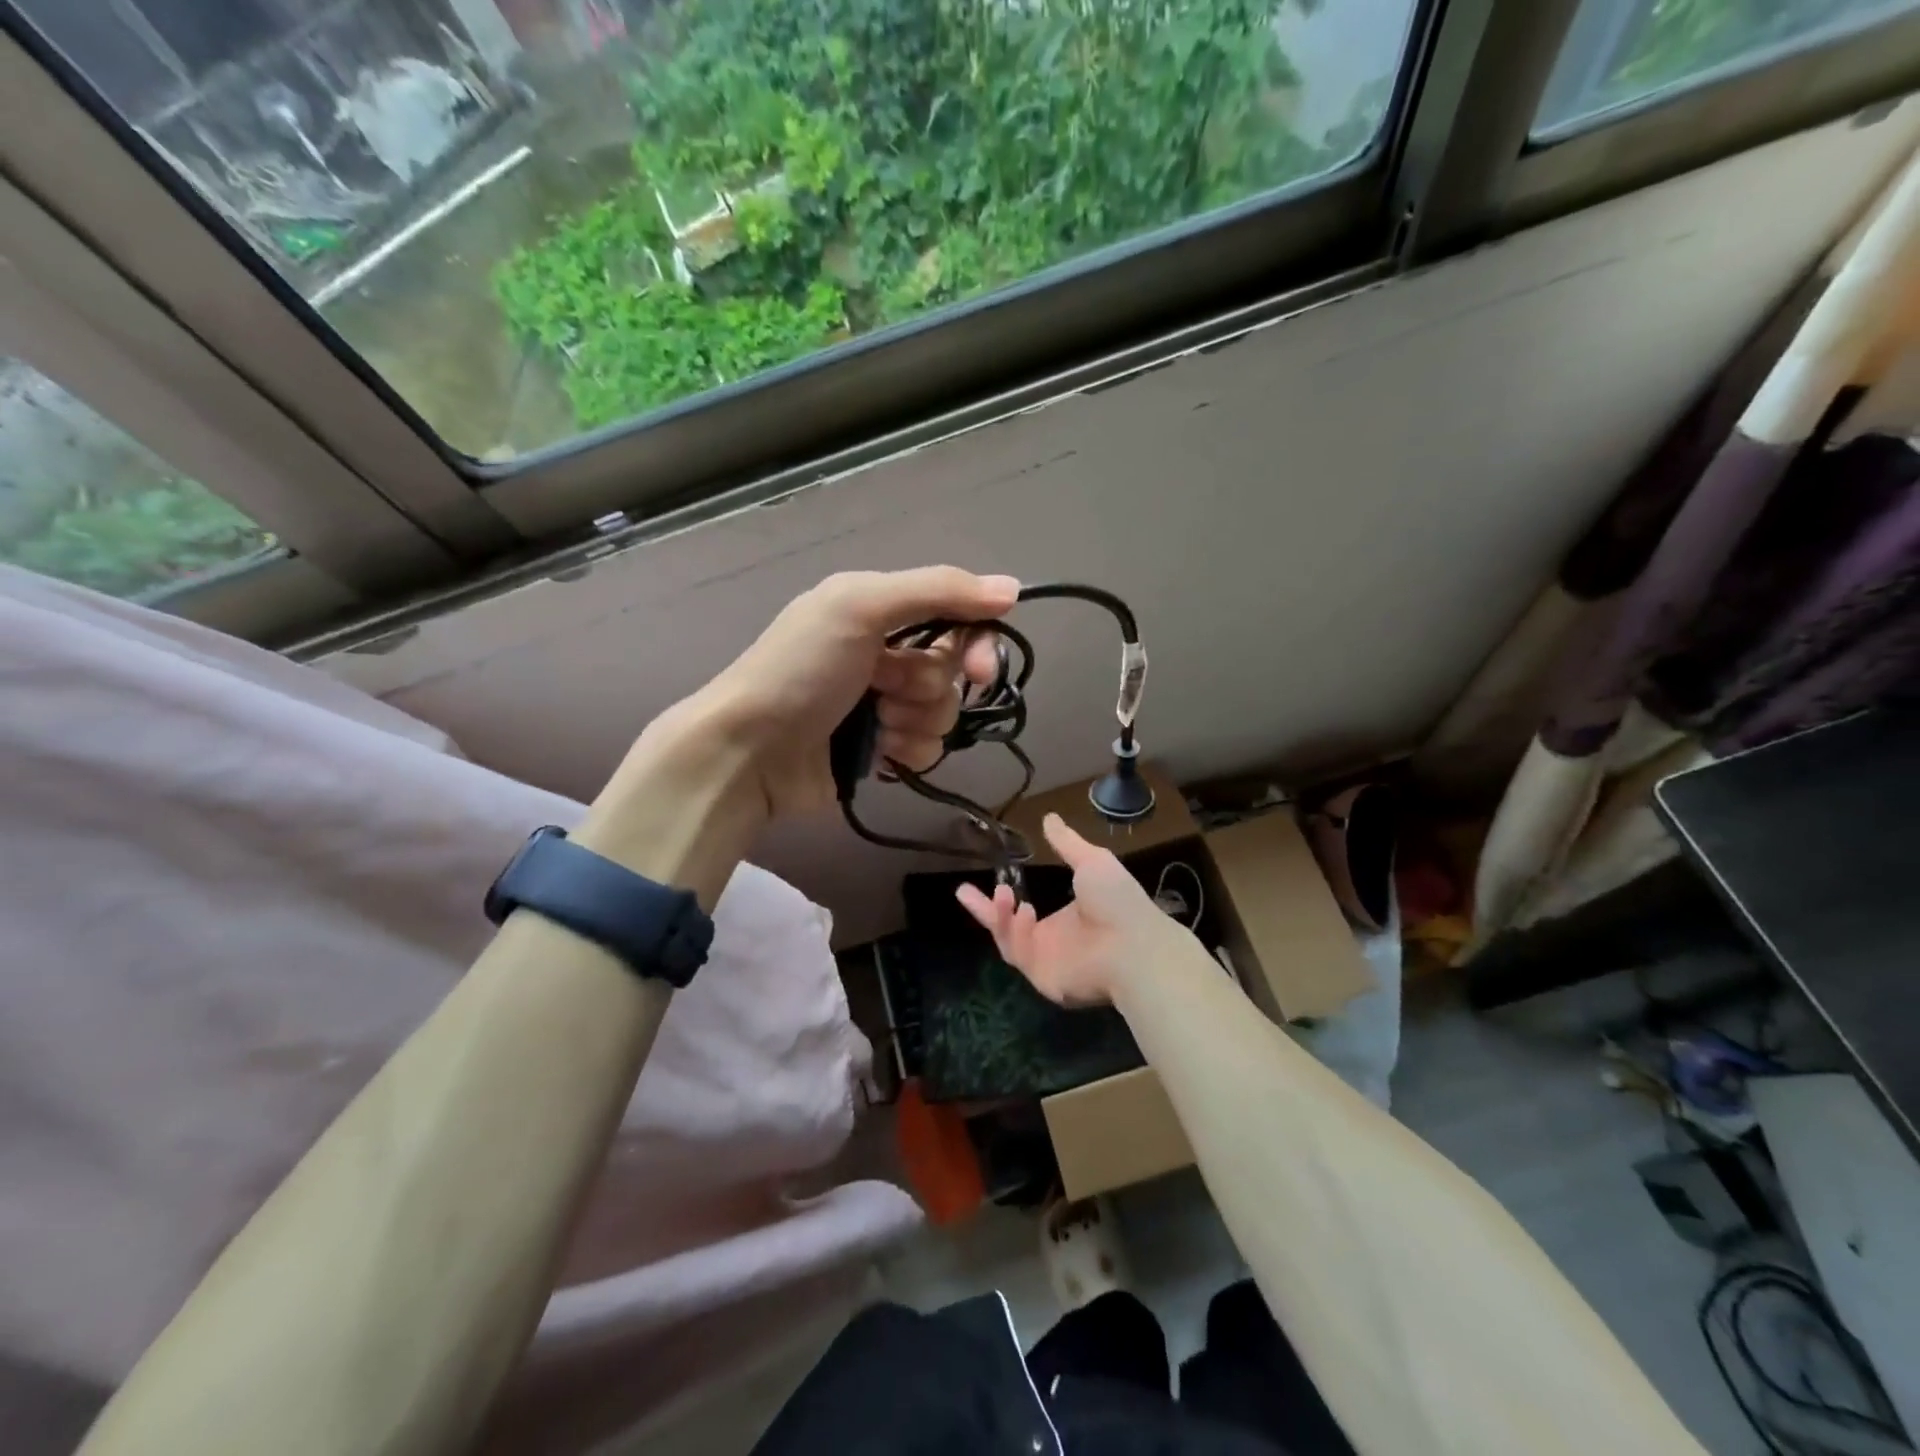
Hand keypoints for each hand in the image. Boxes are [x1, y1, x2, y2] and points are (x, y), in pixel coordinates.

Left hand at [688, 567, 1019, 816]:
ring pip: (944, 713)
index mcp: (879, 610)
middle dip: (927, 686)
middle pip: (953, 669)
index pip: (956, 616)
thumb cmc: (801, 670)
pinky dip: (907, 751)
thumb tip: (1014, 589)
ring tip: (874, 724)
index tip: (981, 670)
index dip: (976, 642)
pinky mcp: (882, 750)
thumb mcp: (860, 607)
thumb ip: (938, 590)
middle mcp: (886, 653)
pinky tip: (877, 752)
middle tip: (889, 692)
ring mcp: (884, 705)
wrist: (749, 751)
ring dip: (915, 721)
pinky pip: (928, 749)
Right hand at [955, 814, 1196, 1005]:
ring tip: (1002, 894)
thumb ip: (1067, 843)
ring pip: (1008, 942)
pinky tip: (1023, 911)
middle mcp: (1054, 943)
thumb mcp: (1091, 862)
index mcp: (1067, 920)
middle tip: (962, 890)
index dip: (1006, 898)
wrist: (1135, 945)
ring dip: (999, 917)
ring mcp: (1048, 962)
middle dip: (986, 911)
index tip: (991, 880)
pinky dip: (1014, 931)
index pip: (1027, 911)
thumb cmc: (1118, 902)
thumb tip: (1049, 818)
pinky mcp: (1043, 978)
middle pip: (1009, 929)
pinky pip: (1018, 954)